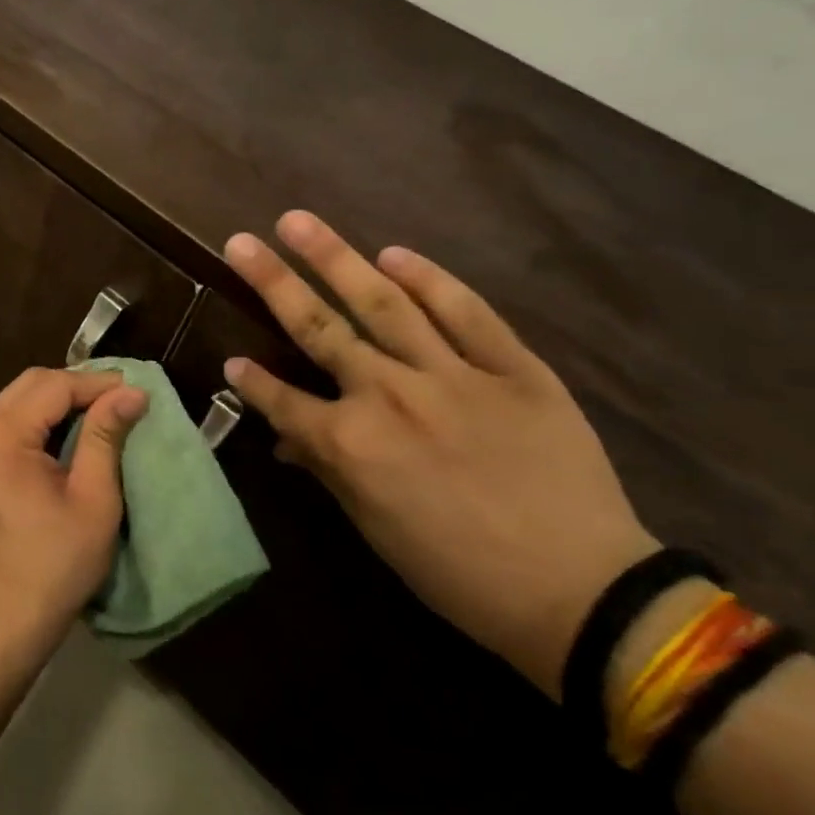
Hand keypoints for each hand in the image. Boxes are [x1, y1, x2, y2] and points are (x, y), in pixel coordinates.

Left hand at [0, 368, 148, 663]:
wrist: (4, 621)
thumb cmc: (54, 563)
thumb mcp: (93, 498)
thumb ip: (106, 436)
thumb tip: (131, 392)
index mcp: (2, 436)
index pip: (53, 386)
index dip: (97, 383)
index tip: (137, 390)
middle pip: (31, 384)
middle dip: (77, 385)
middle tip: (121, 397)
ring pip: (20, 400)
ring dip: (61, 400)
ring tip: (105, 411)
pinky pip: (13, 423)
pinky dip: (45, 419)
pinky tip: (75, 432)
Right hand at [223, 212, 658, 694]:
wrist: (583, 591)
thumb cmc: (462, 574)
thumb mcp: (378, 530)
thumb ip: (328, 471)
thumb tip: (288, 440)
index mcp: (351, 443)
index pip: (282, 399)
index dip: (251, 380)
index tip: (231, 358)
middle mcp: (388, 395)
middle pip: (318, 328)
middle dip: (272, 282)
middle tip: (241, 241)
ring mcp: (451, 375)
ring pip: (381, 303)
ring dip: (336, 259)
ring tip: (299, 222)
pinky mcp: (512, 368)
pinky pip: (467, 313)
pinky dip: (429, 280)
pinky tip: (395, 254)